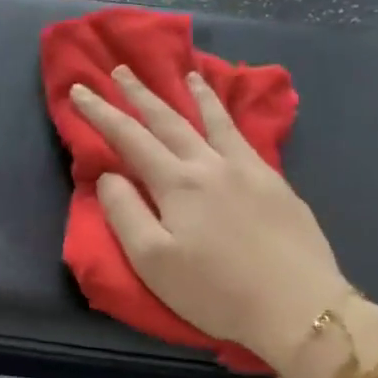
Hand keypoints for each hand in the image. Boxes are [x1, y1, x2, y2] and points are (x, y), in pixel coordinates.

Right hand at [69, 65, 347, 375]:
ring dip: (195, 95)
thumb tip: (109, 175)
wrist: (298, 308)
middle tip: (121, 70)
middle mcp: (212, 165)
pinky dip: (230, 118)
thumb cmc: (215, 291)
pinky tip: (230, 118)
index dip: (101, 113)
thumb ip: (125, 212)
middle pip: (170, 121)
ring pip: (216, 121)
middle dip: (141, 94)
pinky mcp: (277, 185)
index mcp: (178, 183)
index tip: (79, 90)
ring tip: (186, 73)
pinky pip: (246, 137)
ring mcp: (250, 171)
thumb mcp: (152, 261)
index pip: (129, 138)